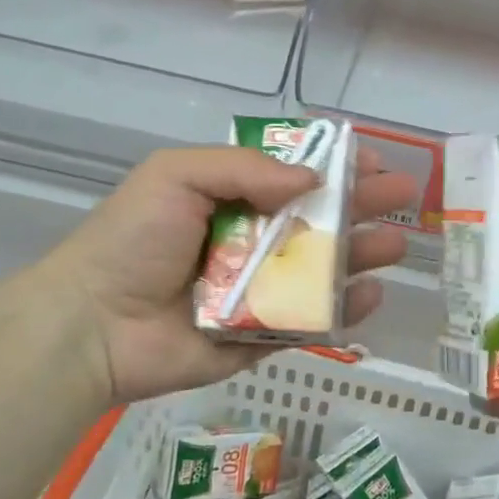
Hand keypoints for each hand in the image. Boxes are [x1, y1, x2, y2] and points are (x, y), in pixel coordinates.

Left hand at [31, 144, 417, 405]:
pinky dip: (344, 310)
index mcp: (232, 198)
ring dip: (363, 254)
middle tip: (405, 196)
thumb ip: (244, 168)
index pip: (294, 176)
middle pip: (319, 219)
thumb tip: (311, 179)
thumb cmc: (134, 240)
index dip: (335, 166)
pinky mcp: (261, 336)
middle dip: (363, 205)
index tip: (371, 162)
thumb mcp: (177, 176)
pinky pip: (310, 320)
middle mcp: (252, 239)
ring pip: (323, 269)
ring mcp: (260, 290)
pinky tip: (371, 295)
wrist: (94, 326)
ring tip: (396, 245)